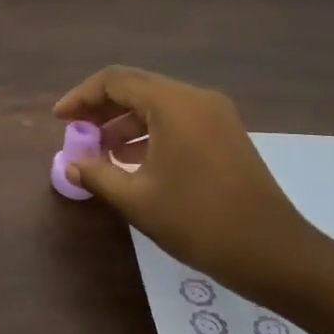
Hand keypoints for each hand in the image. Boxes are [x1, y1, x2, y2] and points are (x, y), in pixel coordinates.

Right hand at [53, 65, 333, 298]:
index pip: (115, 80)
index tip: (59, 120)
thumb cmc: (199, 222)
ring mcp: (215, 115)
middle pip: (137, 87)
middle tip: (76, 133)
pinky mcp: (225, 134)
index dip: (81, 97)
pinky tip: (133, 161)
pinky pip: (177, 120)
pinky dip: (150, 132)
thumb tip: (71, 163)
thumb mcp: (138, 200)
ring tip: (101, 151)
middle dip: (101, 108)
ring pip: (157, 104)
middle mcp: (195, 98)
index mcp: (173, 103)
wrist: (274, 252)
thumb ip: (98, 175)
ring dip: (125, 122)